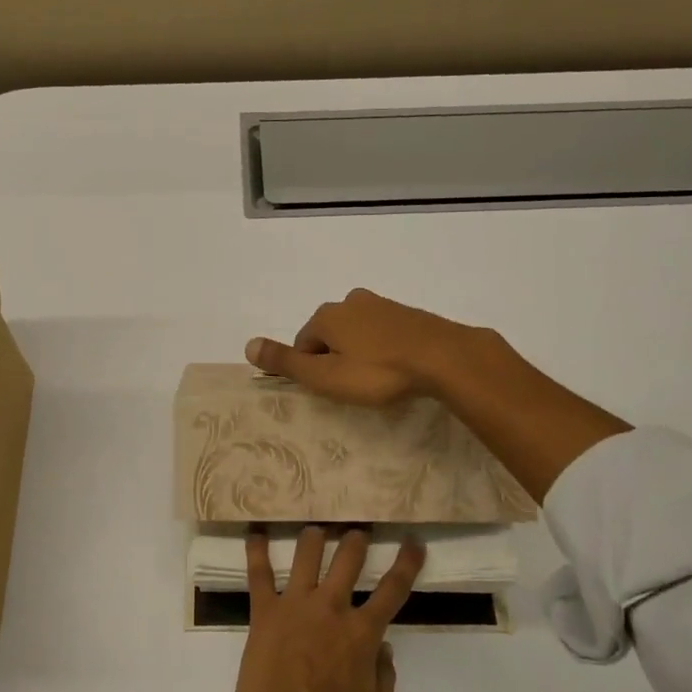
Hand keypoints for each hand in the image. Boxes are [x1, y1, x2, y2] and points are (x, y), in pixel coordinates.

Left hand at [235, 526, 426, 691]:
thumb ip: (385, 678)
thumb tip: (384, 649)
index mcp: (362, 633)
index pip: (392, 589)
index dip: (406, 563)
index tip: (413, 542)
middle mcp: (331, 607)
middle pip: (348, 558)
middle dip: (356, 540)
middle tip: (357, 532)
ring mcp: (295, 604)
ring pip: (306, 554)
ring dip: (314, 537)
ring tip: (316, 530)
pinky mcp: (264, 611)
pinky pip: (259, 574)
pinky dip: (256, 551)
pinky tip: (255, 534)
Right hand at [244, 288, 480, 405]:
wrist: (444, 357)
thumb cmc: (379, 371)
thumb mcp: (326, 376)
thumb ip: (286, 362)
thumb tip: (247, 345)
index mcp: (326, 315)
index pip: (304, 343)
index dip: (312, 369)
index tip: (332, 390)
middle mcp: (351, 301)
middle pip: (330, 335)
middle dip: (336, 358)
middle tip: (355, 387)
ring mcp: (382, 304)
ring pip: (358, 332)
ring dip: (361, 353)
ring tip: (378, 380)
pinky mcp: (408, 313)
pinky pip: (383, 332)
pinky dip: (384, 348)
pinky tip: (398, 368)